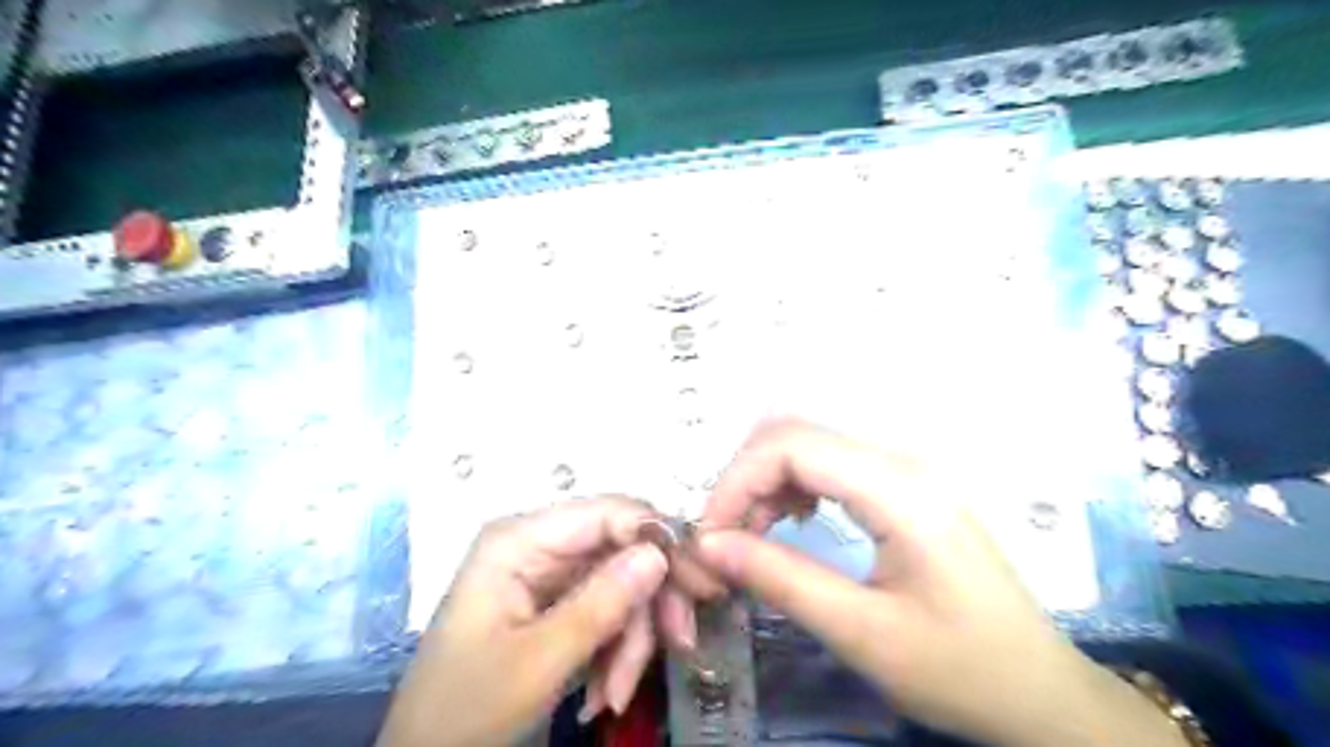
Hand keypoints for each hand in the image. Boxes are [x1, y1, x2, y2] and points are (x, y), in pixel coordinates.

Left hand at [378, 496, 670, 746]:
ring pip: (618, 582)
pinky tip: (605, 690)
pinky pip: (603, 608)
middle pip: (618, 548)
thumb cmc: (467, 709)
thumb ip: (601, 603)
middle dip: (648, 600)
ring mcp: (545, 572)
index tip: (700, 581)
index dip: (658, 537)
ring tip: (617, 692)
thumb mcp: (538, 661)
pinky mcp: (553, 600)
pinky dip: (615, 647)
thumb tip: (659, 552)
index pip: (607, 512)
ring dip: (630, 636)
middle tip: (682, 641)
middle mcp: (535, 543)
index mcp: (519, 540)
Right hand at [698, 419, 1184, 746]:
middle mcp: (901, 461)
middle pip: (795, 434)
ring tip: (754, 538)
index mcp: (898, 489)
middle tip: (727, 541)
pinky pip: (831, 464)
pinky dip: (794, 487)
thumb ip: (780, 578)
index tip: (709, 536)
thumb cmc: (961, 669)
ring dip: (766, 483)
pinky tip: (793, 522)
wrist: (1041, 692)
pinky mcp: (905, 487)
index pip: (791, 444)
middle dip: (745, 480)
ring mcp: (906, 470)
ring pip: (809, 445)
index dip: (736, 481)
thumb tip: (707, 544)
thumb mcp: (862, 633)